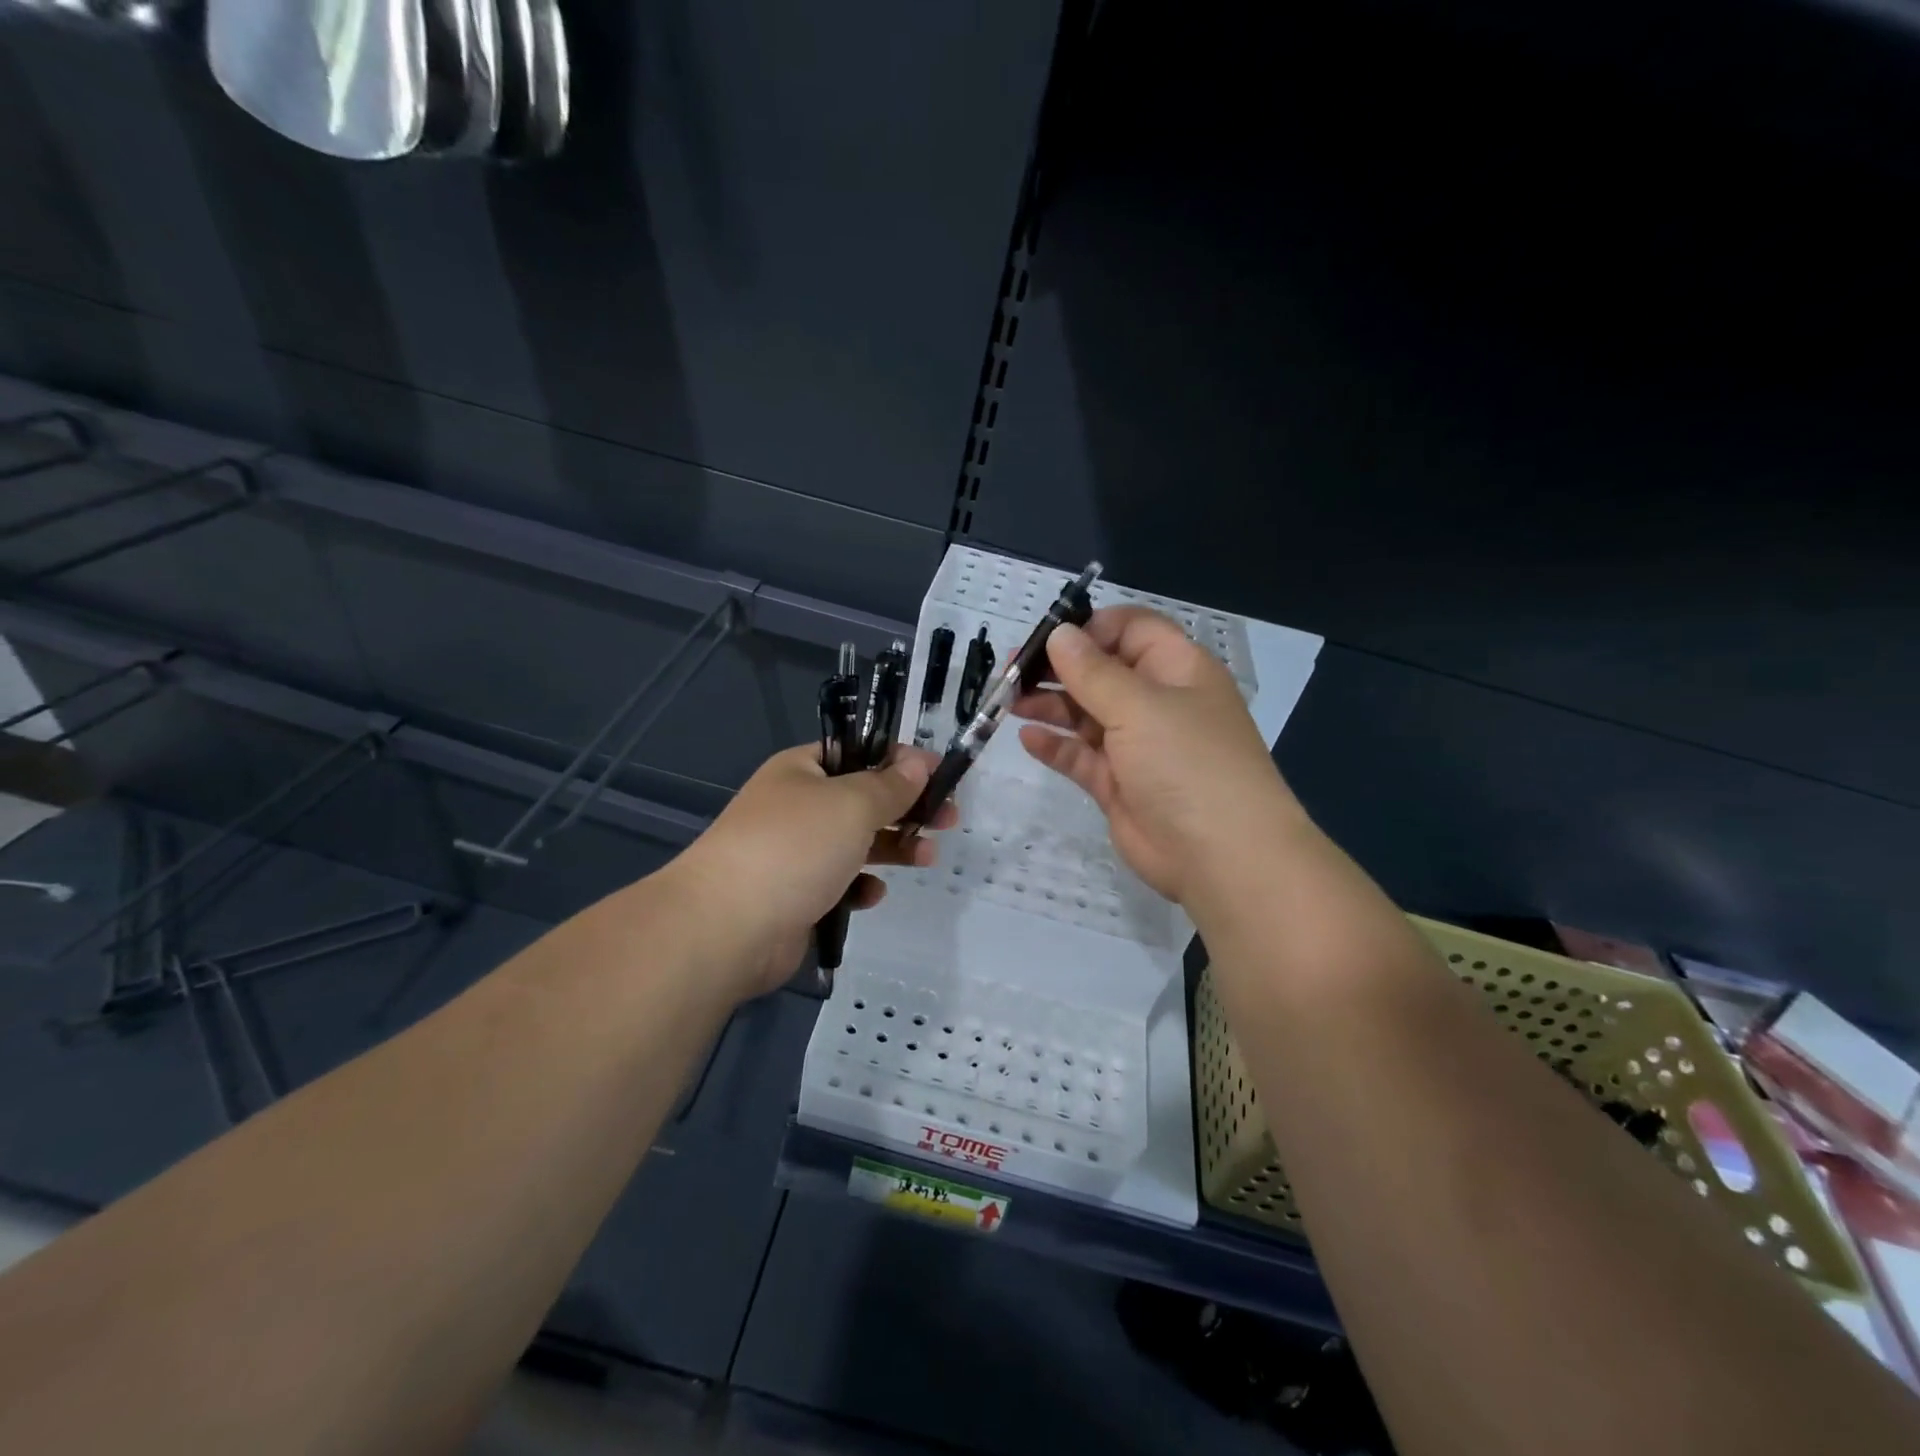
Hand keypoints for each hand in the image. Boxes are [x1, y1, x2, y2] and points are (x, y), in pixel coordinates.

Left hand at [665, 744, 956, 998]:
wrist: (727, 927)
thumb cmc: (794, 847)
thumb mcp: (851, 804)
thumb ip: (890, 785)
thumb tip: (917, 764)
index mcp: (802, 770)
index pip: (859, 751)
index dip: (902, 760)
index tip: (943, 774)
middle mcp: (797, 806)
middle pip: (863, 799)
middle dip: (907, 808)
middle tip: (949, 819)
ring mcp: (794, 853)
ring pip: (856, 843)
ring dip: (893, 848)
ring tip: (927, 858)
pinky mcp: (796, 896)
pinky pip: (839, 883)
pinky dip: (860, 886)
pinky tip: (872, 895)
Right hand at [1014, 607, 1301, 906]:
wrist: (1222, 857)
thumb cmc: (1187, 763)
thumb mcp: (1139, 706)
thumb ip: (1092, 671)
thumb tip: (1059, 634)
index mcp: (1177, 670)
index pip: (1132, 630)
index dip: (1091, 628)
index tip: (1046, 637)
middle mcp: (1158, 702)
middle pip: (1102, 671)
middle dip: (1058, 668)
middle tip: (1009, 671)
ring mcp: (1138, 746)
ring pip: (1086, 713)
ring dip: (1049, 704)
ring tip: (1007, 701)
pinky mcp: (1119, 785)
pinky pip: (1081, 756)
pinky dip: (1055, 746)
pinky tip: (1027, 738)